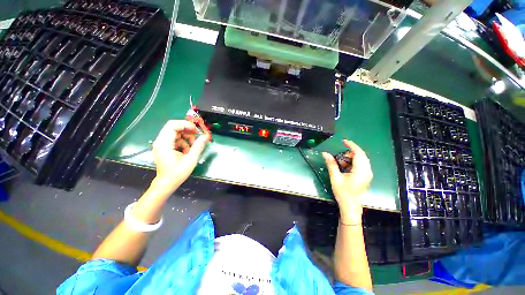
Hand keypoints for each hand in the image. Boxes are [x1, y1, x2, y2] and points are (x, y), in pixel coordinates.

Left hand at [151, 120, 208, 192]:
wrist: (166, 183)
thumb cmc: (177, 173)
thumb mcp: (191, 159)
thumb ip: (198, 146)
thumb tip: (206, 136)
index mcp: (164, 143)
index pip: (173, 125)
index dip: (186, 125)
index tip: (197, 131)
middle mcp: (160, 141)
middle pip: (173, 127)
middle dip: (187, 130)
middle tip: (197, 135)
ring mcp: (161, 144)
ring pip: (175, 132)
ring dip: (186, 136)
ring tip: (193, 146)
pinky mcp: (164, 147)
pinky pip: (174, 138)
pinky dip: (183, 141)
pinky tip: (187, 150)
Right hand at [323, 140, 372, 223]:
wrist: (350, 205)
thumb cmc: (343, 192)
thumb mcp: (335, 177)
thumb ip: (331, 164)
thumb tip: (325, 153)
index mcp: (360, 171)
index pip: (358, 153)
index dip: (351, 145)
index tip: (343, 141)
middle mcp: (367, 171)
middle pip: (361, 155)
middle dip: (350, 152)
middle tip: (340, 155)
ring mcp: (368, 174)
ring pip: (362, 160)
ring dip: (351, 157)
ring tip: (341, 162)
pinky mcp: (366, 176)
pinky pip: (362, 164)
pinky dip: (353, 162)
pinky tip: (346, 167)